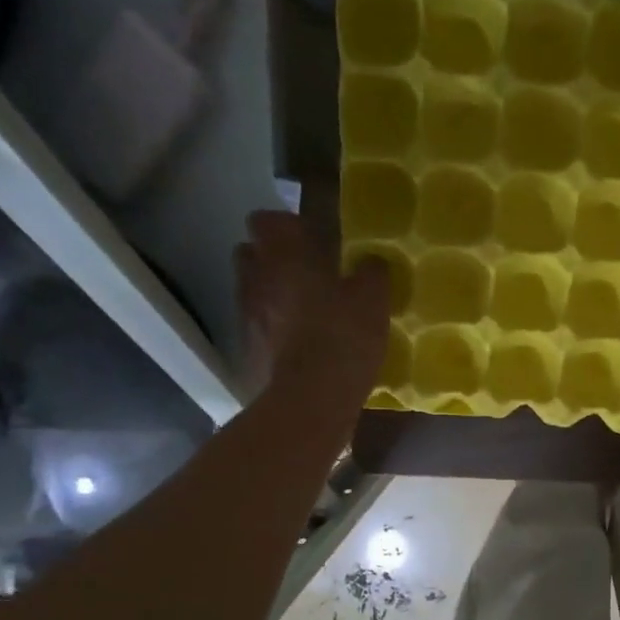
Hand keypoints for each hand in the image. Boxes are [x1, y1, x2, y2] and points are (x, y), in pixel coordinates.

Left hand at [235, 209, 388, 402]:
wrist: (311, 400)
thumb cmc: (343, 337)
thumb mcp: (373, 299)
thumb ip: (371, 272)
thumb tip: (370, 262)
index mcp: (284, 256)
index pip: (267, 220)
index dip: (288, 226)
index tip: (313, 240)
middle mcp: (255, 279)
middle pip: (252, 253)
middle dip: (275, 259)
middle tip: (308, 274)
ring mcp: (246, 316)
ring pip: (253, 291)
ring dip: (274, 295)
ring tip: (306, 313)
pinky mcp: (247, 351)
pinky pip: (259, 328)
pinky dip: (274, 330)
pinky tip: (301, 345)